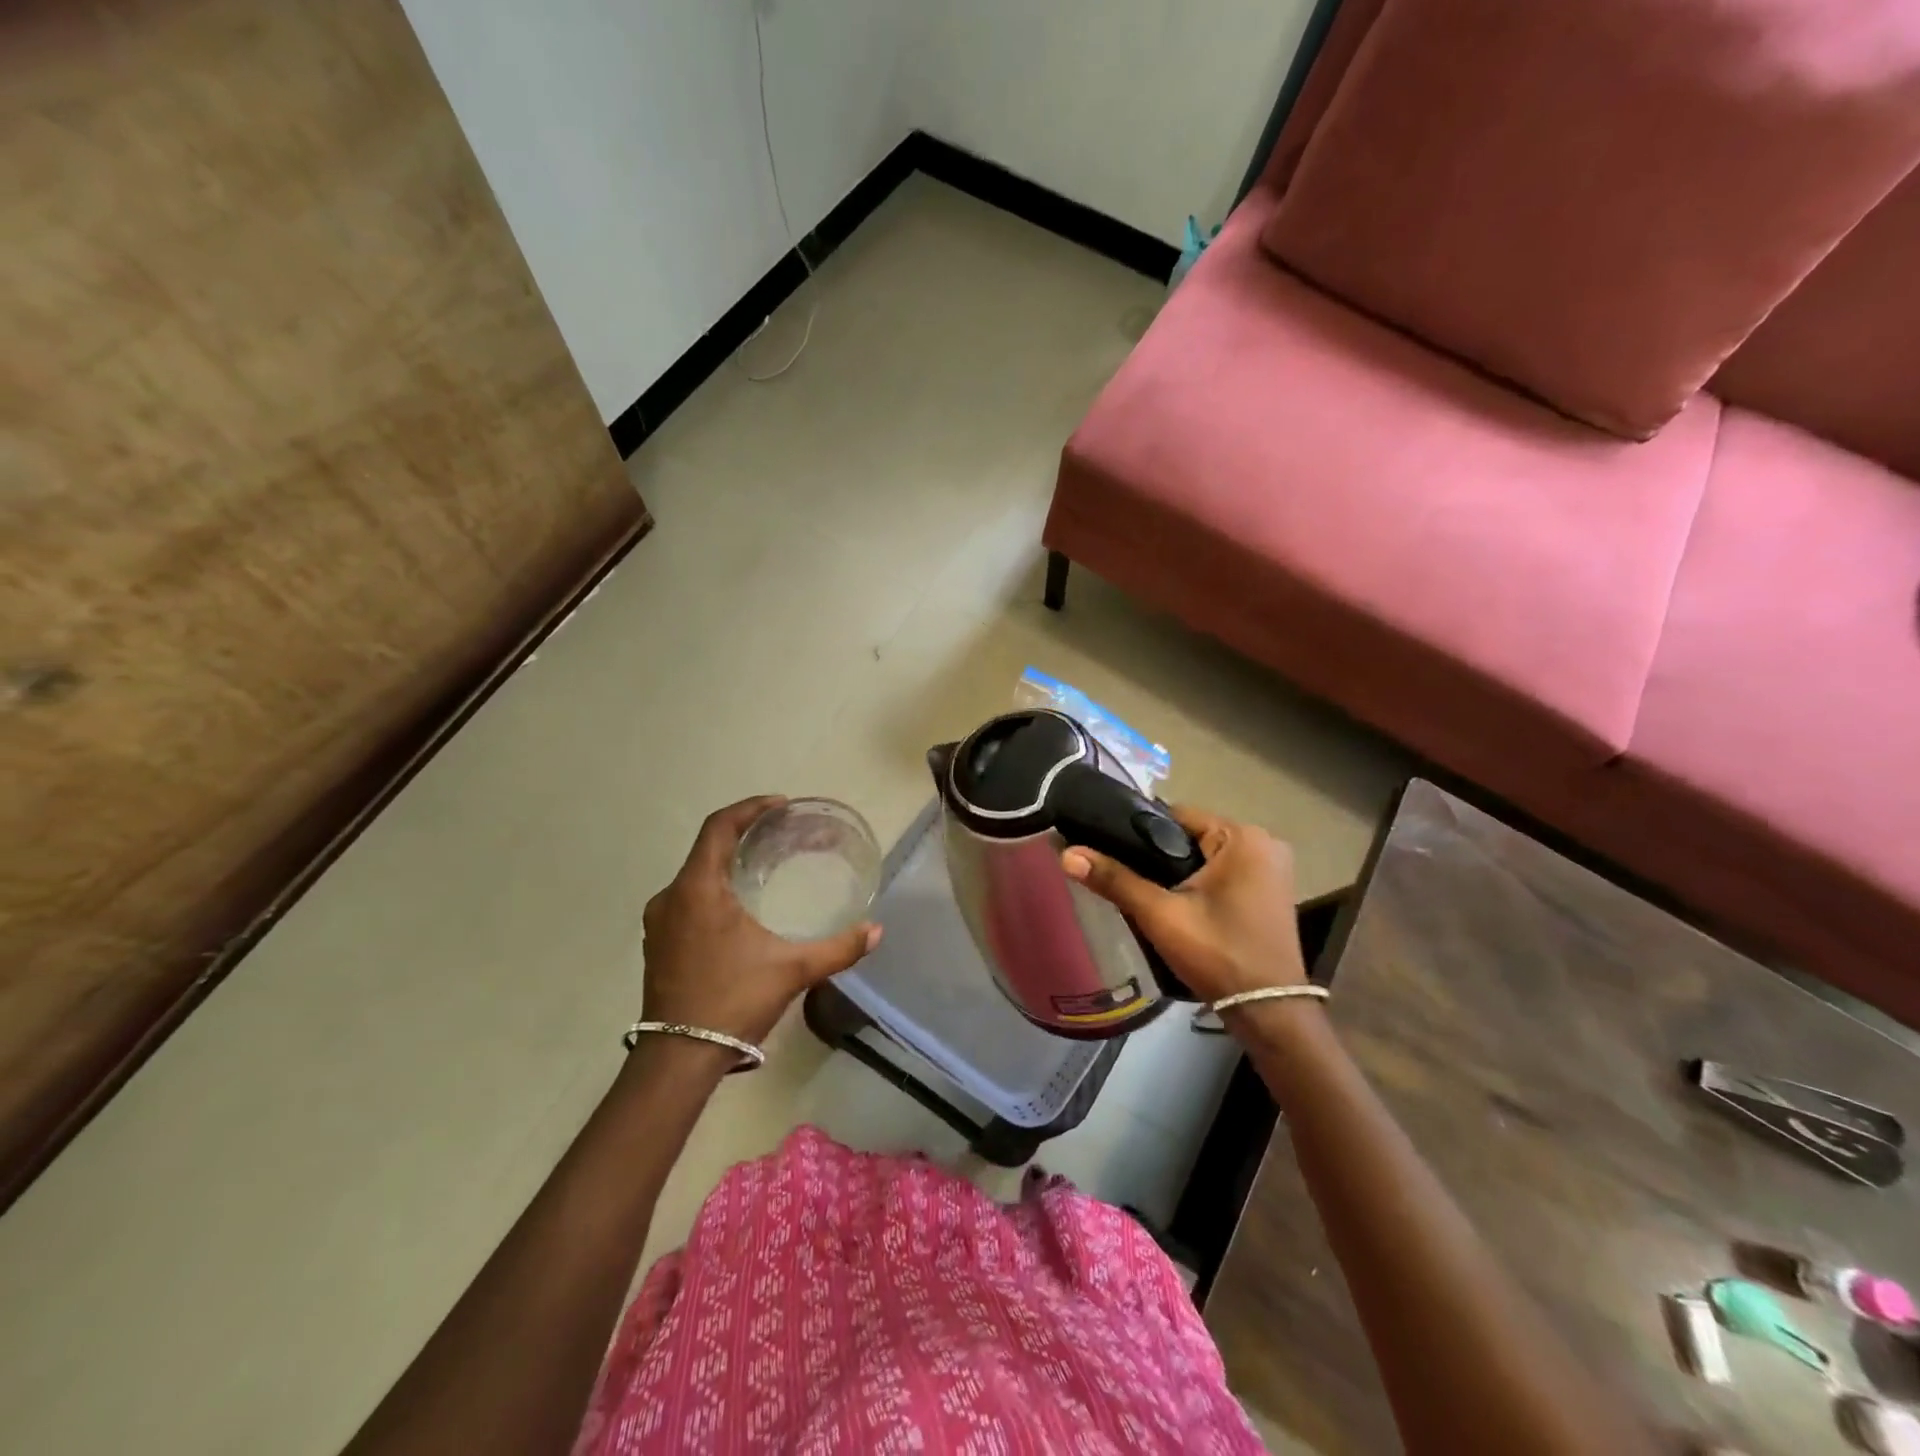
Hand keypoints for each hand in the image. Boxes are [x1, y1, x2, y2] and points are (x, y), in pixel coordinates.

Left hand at [641, 796, 880, 1044]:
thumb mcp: (792, 970)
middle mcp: (671, 897)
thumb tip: (876, 931)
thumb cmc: (732, 1000)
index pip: (719, 827)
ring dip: (727, 863)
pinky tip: (739, 906)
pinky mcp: (658, 944)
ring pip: (696, 875)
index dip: (749, 809)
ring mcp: (660, 922)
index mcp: (697, 889)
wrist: (678, 1058)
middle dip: (744, 835)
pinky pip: (687, 898)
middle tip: (780, 835)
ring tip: (763, 866)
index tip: (780, 806)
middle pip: (707, 848)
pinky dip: (713, 888)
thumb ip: (838, 948)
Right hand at [1061, 805, 1305, 1002]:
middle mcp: (1264, 843)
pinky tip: (1177, 903)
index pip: (1176, 815)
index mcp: (1243, 836)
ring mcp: (1272, 868)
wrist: (1268, 1013)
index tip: (1110, 848)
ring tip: (1144, 890)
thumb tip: (1067, 854)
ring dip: (1177, 870)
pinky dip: (1199, 882)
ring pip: (1205, 856)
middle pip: (1191, 835)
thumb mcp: (1160, 914)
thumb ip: (1115, 879)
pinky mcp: (1270, 891)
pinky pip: (1223, 872)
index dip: (1139, 831)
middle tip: (1124, 875)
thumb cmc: (1217, 954)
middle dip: (1158, 854)